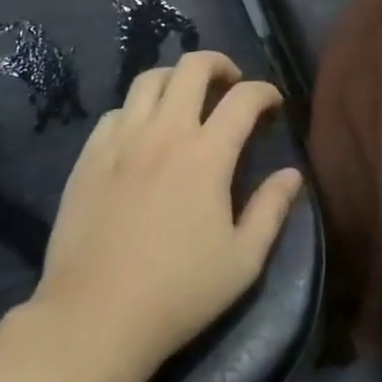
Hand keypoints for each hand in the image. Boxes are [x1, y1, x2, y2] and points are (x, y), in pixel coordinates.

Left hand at [32, 51, 304, 374]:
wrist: (95, 317)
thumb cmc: (178, 293)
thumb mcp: (242, 261)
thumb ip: (271, 210)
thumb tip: (292, 174)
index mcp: (206, 154)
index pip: (243, 98)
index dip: (265, 91)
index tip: (273, 103)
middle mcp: (165, 132)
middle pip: (192, 67)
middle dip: (219, 64)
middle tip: (230, 83)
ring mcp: (121, 140)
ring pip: (149, 79)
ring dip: (175, 79)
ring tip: (185, 99)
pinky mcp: (89, 156)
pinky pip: (115, 112)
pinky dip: (136, 110)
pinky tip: (141, 133)